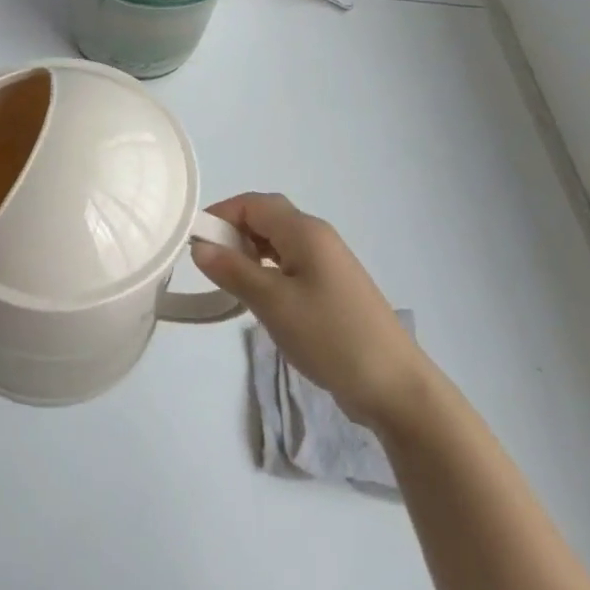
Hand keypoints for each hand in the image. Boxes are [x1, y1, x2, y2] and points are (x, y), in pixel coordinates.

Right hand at [192, 193, 422, 428]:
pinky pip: (291, 264)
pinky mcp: (333, 288)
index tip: (194, 242)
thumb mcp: (273, 303)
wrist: (395, 386)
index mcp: (305, 231)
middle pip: (266, 218)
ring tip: (230, 283)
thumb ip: (233, 271)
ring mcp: (328, 263)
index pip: (253, 203)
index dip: (221, 214)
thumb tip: (200, 246)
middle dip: (233, 233)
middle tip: (210, 265)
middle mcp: (318, 237)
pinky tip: (260, 298)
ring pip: (278, 242)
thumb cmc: (330, 336)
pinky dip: (268, 271)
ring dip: (250, 253)